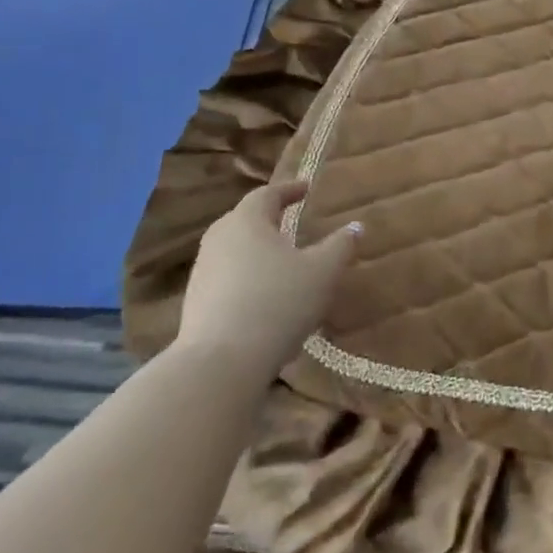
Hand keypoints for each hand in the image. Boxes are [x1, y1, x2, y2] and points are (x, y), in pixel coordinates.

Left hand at [178, 182, 360, 373]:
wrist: (221, 362)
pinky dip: (247, 276)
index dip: (289, 190)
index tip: (306, 190)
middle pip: (245, 219)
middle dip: (269, 218)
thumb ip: (340, 246)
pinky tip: (264, 296)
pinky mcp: (195, 302)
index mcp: (247, 221)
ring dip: (257, 249)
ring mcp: (202, 271)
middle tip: (292, 221)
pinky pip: (226, 277)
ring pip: (233, 249)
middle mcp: (218, 239)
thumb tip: (356, 226)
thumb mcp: (322, 272)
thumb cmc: (278, 303)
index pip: (267, 194)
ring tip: (281, 261)